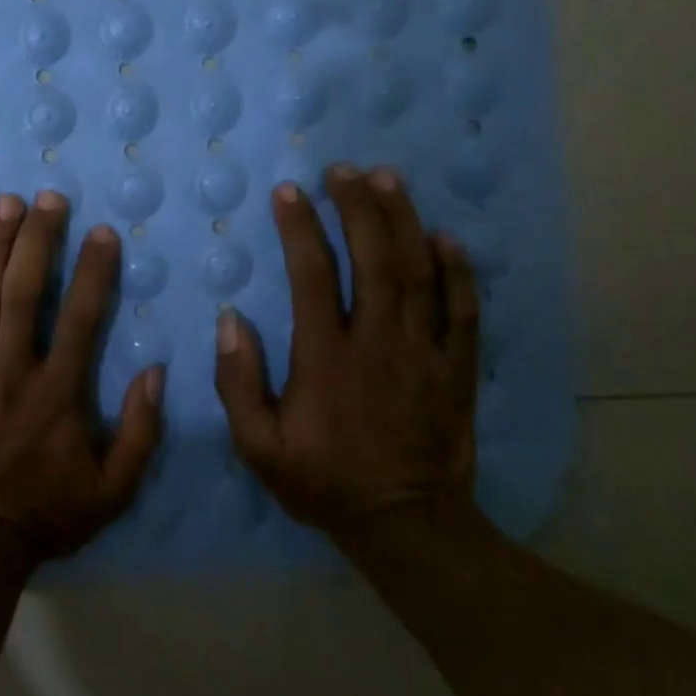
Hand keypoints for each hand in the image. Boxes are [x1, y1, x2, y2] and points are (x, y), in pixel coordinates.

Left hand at [0, 190, 165, 561]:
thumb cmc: (44, 514)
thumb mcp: (112, 490)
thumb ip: (140, 432)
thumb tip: (155, 370)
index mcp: (57, 392)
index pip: (81, 317)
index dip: (94, 270)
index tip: (101, 231)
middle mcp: (12, 371)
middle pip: (25, 293)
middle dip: (38, 239)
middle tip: (46, 197)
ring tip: (4, 204)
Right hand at [213, 164, 480, 538]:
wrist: (407, 526)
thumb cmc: (324, 481)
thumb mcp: (258, 447)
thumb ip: (238, 384)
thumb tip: (232, 321)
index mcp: (326, 359)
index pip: (313, 276)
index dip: (301, 228)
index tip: (289, 192)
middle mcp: (378, 344)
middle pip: (374, 260)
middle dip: (358, 208)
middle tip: (344, 170)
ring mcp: (423, 354)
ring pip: (419, 274)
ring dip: (403, 221)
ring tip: (388, 179)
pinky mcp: (456, 368)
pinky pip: (462, 311)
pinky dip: (457, 271)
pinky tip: (446, 238)